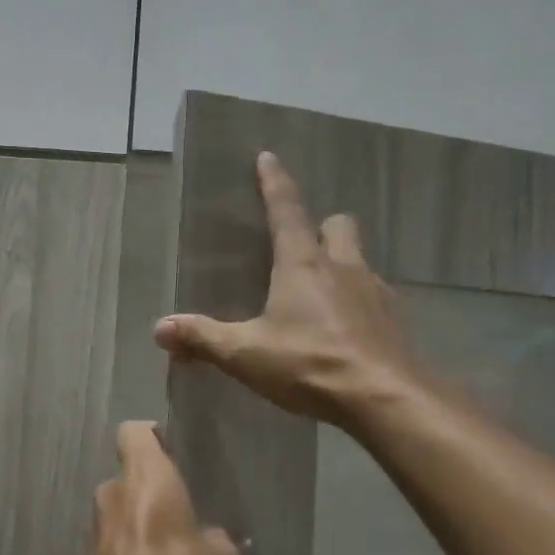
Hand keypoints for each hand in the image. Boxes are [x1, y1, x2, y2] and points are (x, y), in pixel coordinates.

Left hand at [88, 421, 239, 554]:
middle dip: (149, 487)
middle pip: (128, 474)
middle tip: (180, 507)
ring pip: (120, 508)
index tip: (171, 449)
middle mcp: (113, 490)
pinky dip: (131, 548)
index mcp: (144, 474)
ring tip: (170, 545)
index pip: (133, 432)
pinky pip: (115, 540)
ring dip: (139, 519)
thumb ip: (216, 537)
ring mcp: (96, 525)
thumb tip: (214, 539)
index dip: (150, 435)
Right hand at [154, 152, 414, 428]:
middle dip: (320, 226)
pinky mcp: (394, 320)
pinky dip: (358, 302)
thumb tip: (160, 328)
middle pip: (338, 225)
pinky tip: (346, 329)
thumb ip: (203, 338)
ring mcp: (375, 292)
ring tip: (321, 292)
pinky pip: (374, 296)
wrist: (384, 397)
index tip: (268, 157)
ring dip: (341, 264)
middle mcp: (343, 267)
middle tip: (302, 245)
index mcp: (302, 264)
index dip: (274, 183)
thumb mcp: (246, 354)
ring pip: (359, 259)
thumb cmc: (309, 364)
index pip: (286, 210)